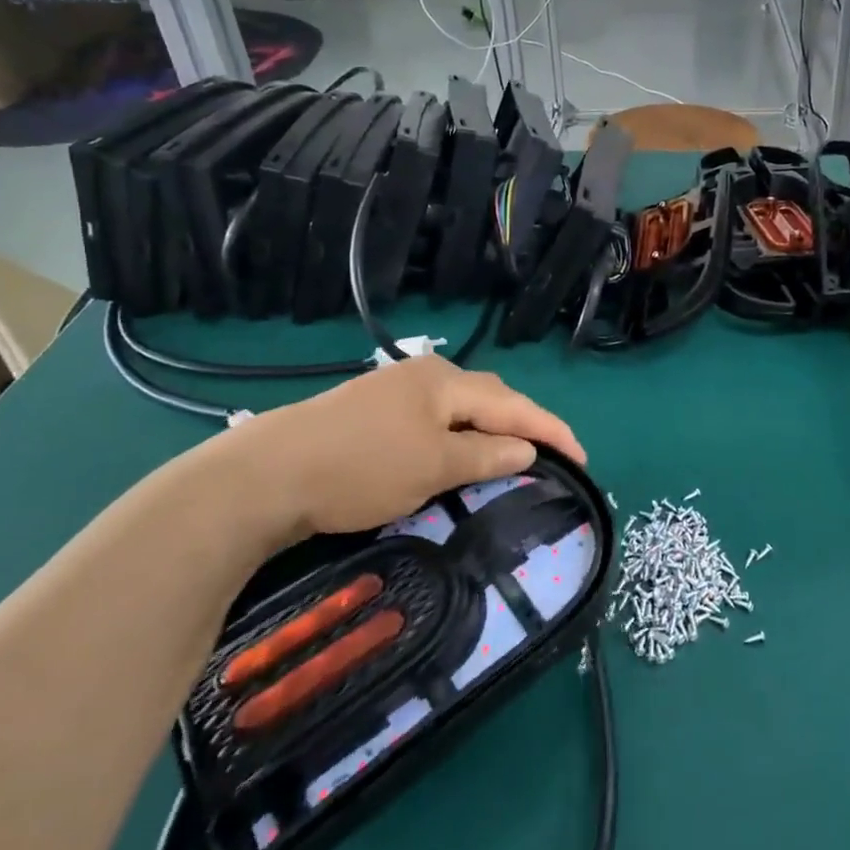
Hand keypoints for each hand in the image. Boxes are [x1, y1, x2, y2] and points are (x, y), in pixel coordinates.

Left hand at [221, 357, 585, 546]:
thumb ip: (486, 456)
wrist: (267, 474)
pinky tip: (458, 451)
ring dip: (491, 430)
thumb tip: (528, 449)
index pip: (515, 405)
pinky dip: (459, 436)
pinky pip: (436, 418)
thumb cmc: (360, 469)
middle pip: (491, 398)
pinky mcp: (375, 409)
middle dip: (524, 425)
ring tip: (512, 455)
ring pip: (461, 408)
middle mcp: (427, 375)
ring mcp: (397, 389)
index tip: (583, 459)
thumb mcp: (433, 468)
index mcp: (446, 382)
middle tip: (551, 456)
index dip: (552, 431)